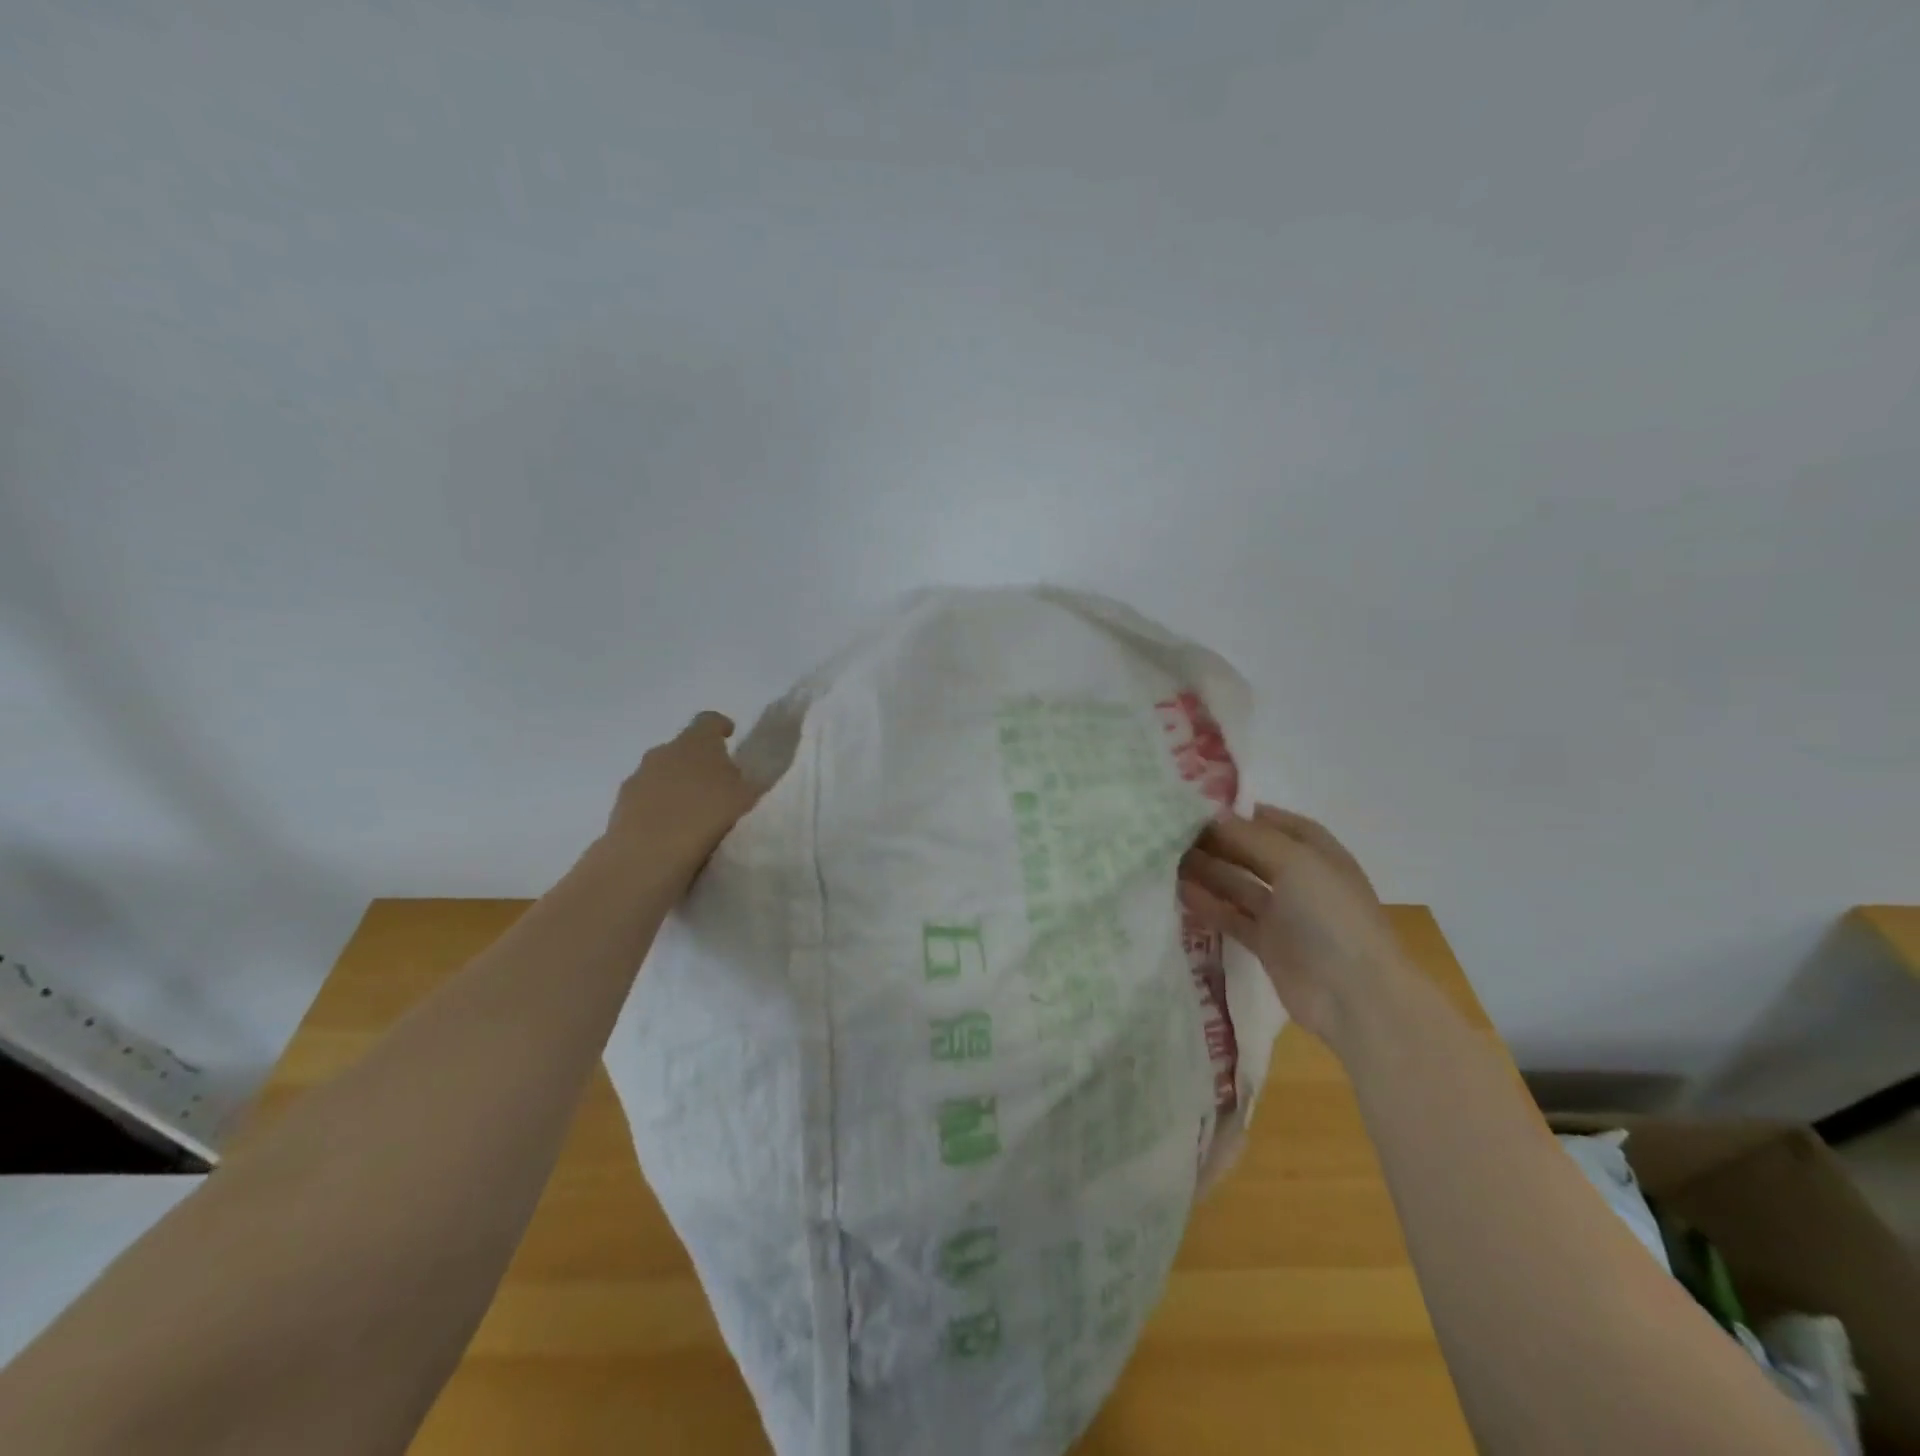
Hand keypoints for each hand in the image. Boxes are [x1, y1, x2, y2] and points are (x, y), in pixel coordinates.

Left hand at [604, 711, 763, 882]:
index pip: (709, 720)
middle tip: (718, 786)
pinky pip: (647, 800)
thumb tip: (743, 778)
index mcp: (696, 742)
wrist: (647, 855)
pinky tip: (672, 833)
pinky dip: (660, 809)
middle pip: (684, 749)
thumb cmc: (707, 817)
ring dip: (677, 787)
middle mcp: (663, 751)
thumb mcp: (747, 798)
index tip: (730, 736)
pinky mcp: (620, 806)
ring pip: (662, 774)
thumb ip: (749, 782)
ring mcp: (638, 778)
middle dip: (700, 762)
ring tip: (695, 815)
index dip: (721, 726)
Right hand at [1178, 805, 1405, 1046]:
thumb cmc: (1331, 916)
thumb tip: (1212, 815)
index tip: (1195, 807)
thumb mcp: (1295, 862)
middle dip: (1216, 841)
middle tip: (1171, 833)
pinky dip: (1209, 905)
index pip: (1273, 822)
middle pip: (1251, 852)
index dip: (1239, 813)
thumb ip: (1250, 836)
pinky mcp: (1267, 944)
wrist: (1356, 996)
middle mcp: (1300, 878)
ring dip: (1207, 871)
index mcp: (1316, 852)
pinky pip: (1232, 917)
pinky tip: (1180, 893)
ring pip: (1238, 884)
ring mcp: (1284, 914)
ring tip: (1166, 860)